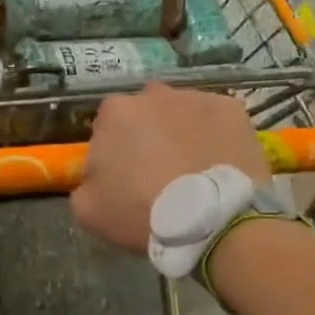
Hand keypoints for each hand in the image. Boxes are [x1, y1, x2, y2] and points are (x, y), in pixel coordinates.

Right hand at [70, 84, 270, 254]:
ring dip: (181, 133)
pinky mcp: (231, 108)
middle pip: (145, 114)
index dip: (114, 152)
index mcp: (114, 112)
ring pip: (181, 113)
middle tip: (158, 172)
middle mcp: (153, 94)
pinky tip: (218, 163)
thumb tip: (96, 175)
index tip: (124, 177)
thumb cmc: (142, 212)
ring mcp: (195, 98)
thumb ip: (84, 183)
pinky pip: (215, 120)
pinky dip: (214, 136)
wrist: (212, 220)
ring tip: (192, 168)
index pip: (107, 127)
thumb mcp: (88, 209)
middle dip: (148, 136)